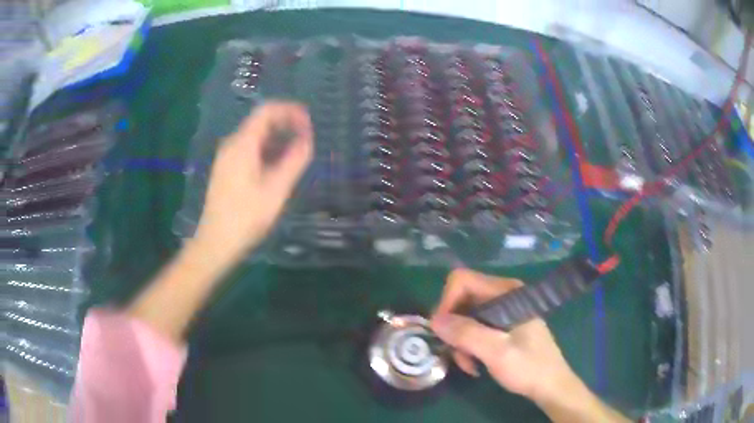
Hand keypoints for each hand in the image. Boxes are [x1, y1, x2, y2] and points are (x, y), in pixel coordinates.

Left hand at [193, 101, 312, 263]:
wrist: (215, 242)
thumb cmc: (246, 218)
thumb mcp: (275, 190)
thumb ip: (294, 161)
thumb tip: (308, 139)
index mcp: (242, 144)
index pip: (266, 111)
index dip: (290, 110)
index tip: (309, 122)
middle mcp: (232, 144)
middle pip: (260, 122)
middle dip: (286, 124)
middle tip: (307, 138)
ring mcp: (226, 157)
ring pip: (255, 136)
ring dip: (277, 138)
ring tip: (297, 153)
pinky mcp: (226, 169)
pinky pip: (249, 149)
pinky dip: (267, 150)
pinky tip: (278, 166)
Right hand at [430, 269, 576, 401]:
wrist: (550, 385)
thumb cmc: (529, 367)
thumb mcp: (497, 352)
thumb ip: (467, 334)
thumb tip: (434, 320)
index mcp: (506, 292)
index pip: (462, 280)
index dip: (447, 303)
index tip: (442, 332)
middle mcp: (503, 295)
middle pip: (461, 299)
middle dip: (453, 327)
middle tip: (455, 353)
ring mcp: (502, 310)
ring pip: (464, 316)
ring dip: (459, 341)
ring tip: (468, 364)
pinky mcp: (501, 325)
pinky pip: (473, 327)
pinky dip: (468, 345)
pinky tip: (474, 364)